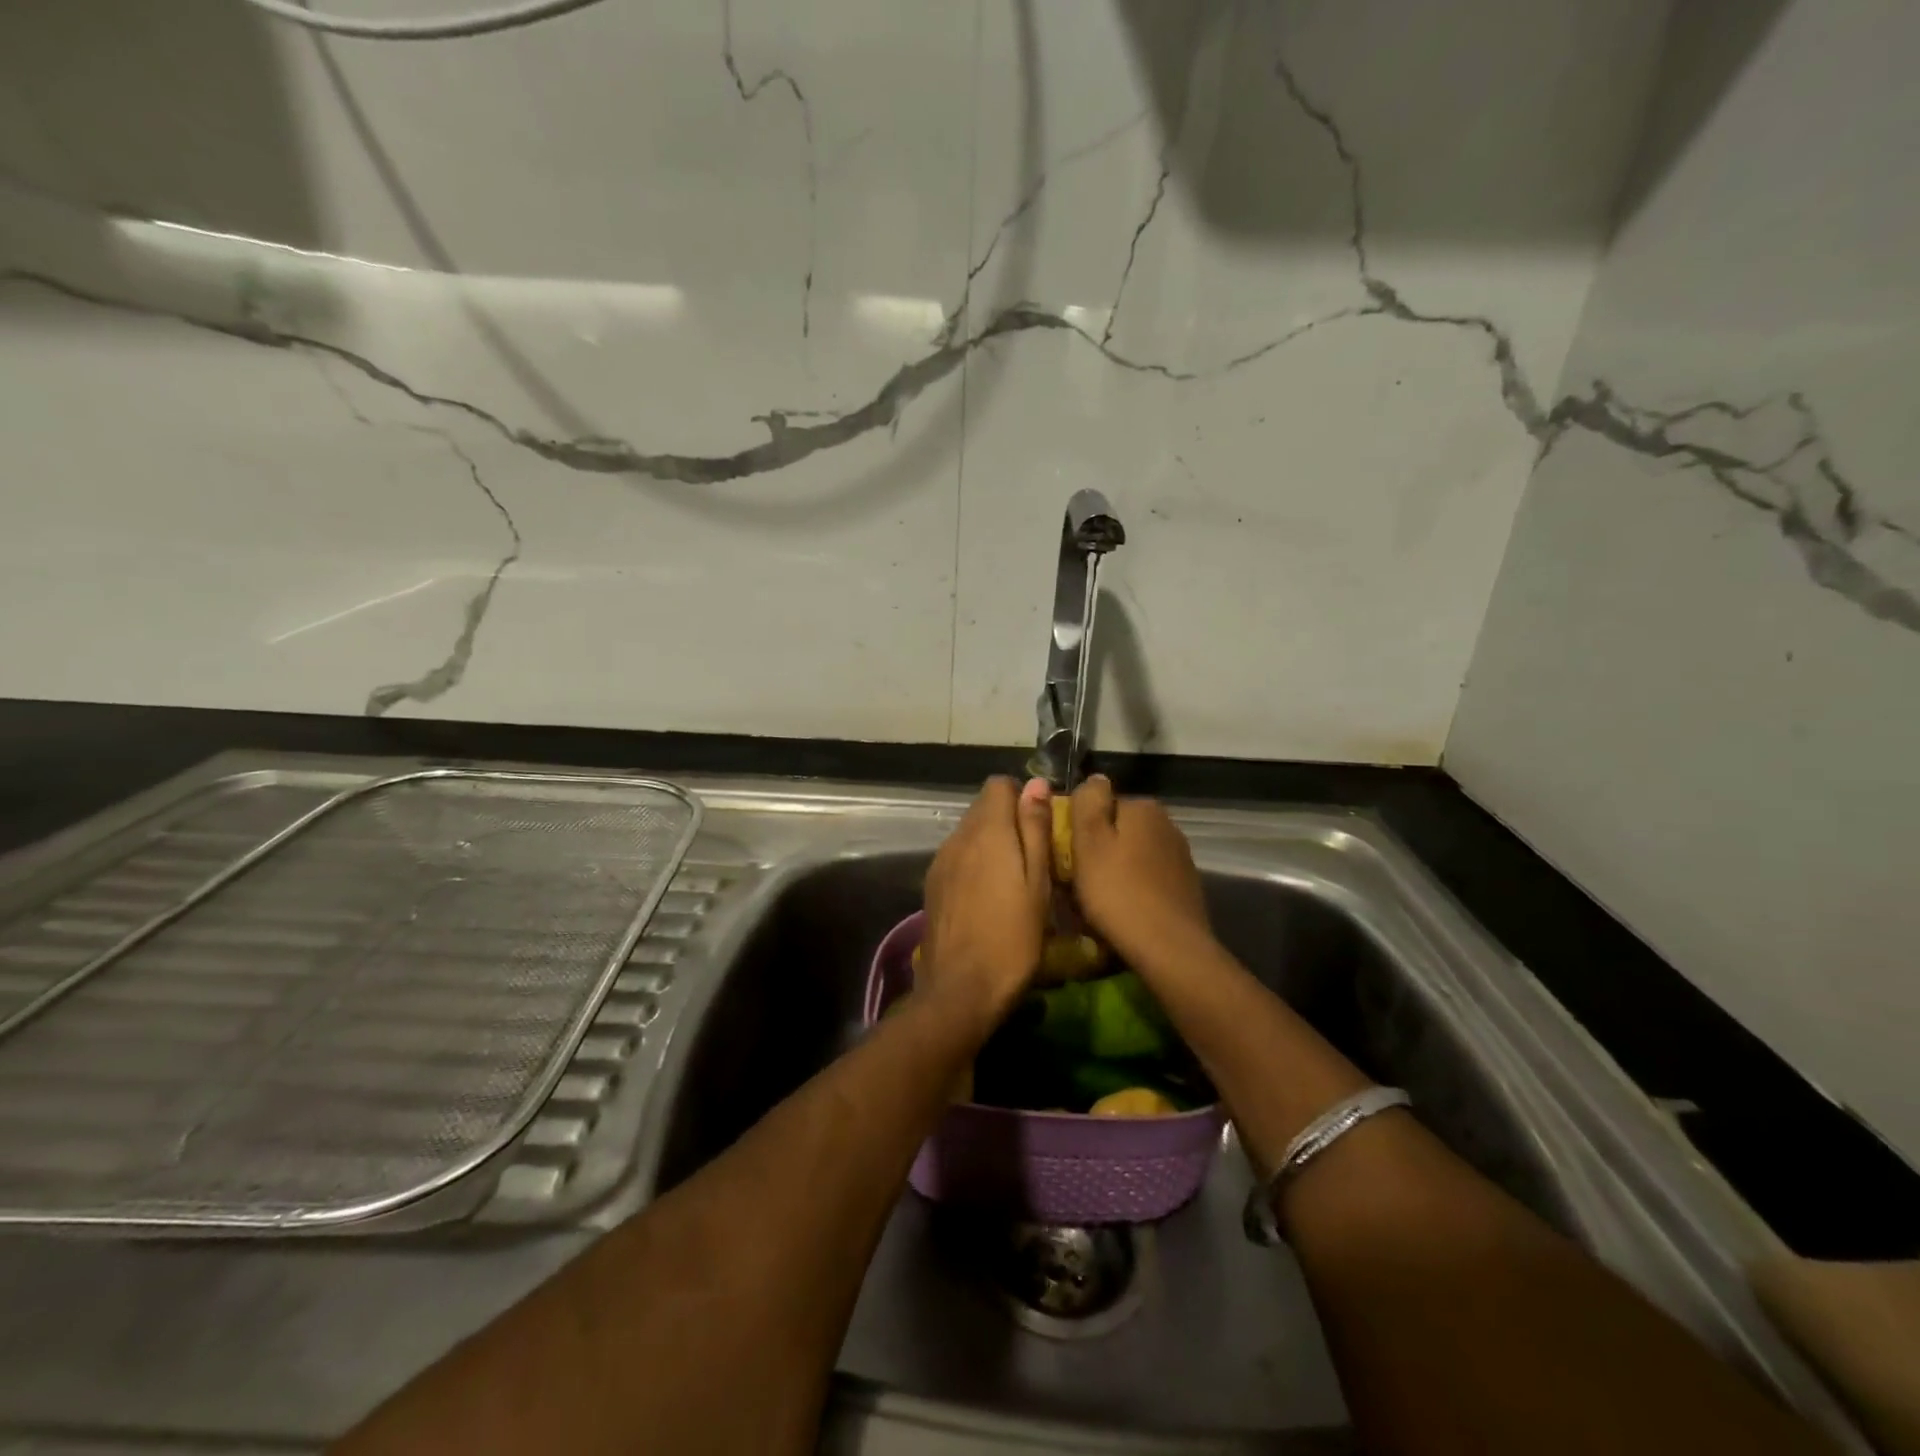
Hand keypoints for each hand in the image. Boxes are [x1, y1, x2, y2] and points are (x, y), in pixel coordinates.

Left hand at [919, 777, 1053, 1030]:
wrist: (961, 989)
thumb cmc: (1013, 937)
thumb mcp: (1037, 882)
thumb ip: (1035, 829)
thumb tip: (1036, 783)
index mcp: (987, 831)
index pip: (998, 785)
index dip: (1022, 797)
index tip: (1040, 826)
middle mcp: (958, 837)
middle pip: (982, 808)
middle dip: (1008, 819)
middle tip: (1033, 855)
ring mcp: (940, 861)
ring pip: (968, 833)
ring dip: (990, 842)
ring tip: (1012, 878)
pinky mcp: (932, 885)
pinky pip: (957, 857)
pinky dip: (974, 862)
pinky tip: (988, 895)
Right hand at [1069, 776, 1211, 965]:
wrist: (1169, 948)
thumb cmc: (1118, 892)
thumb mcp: (1089, 841)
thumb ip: (1089, 802)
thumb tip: (1095, 778)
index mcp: (1143, 807)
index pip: (1100, 805)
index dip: (1078, 829)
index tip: (1065, 856)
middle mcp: (1167, 824)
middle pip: (1117, 830)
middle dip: (1097, 850)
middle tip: (1076, 881)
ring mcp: (1179, 856)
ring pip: (1132, 855)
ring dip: (1114, 870)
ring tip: (1097, 900)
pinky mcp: (1184, 887)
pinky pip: (1147, 879)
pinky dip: (1133, 889)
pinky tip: (1122, 911)